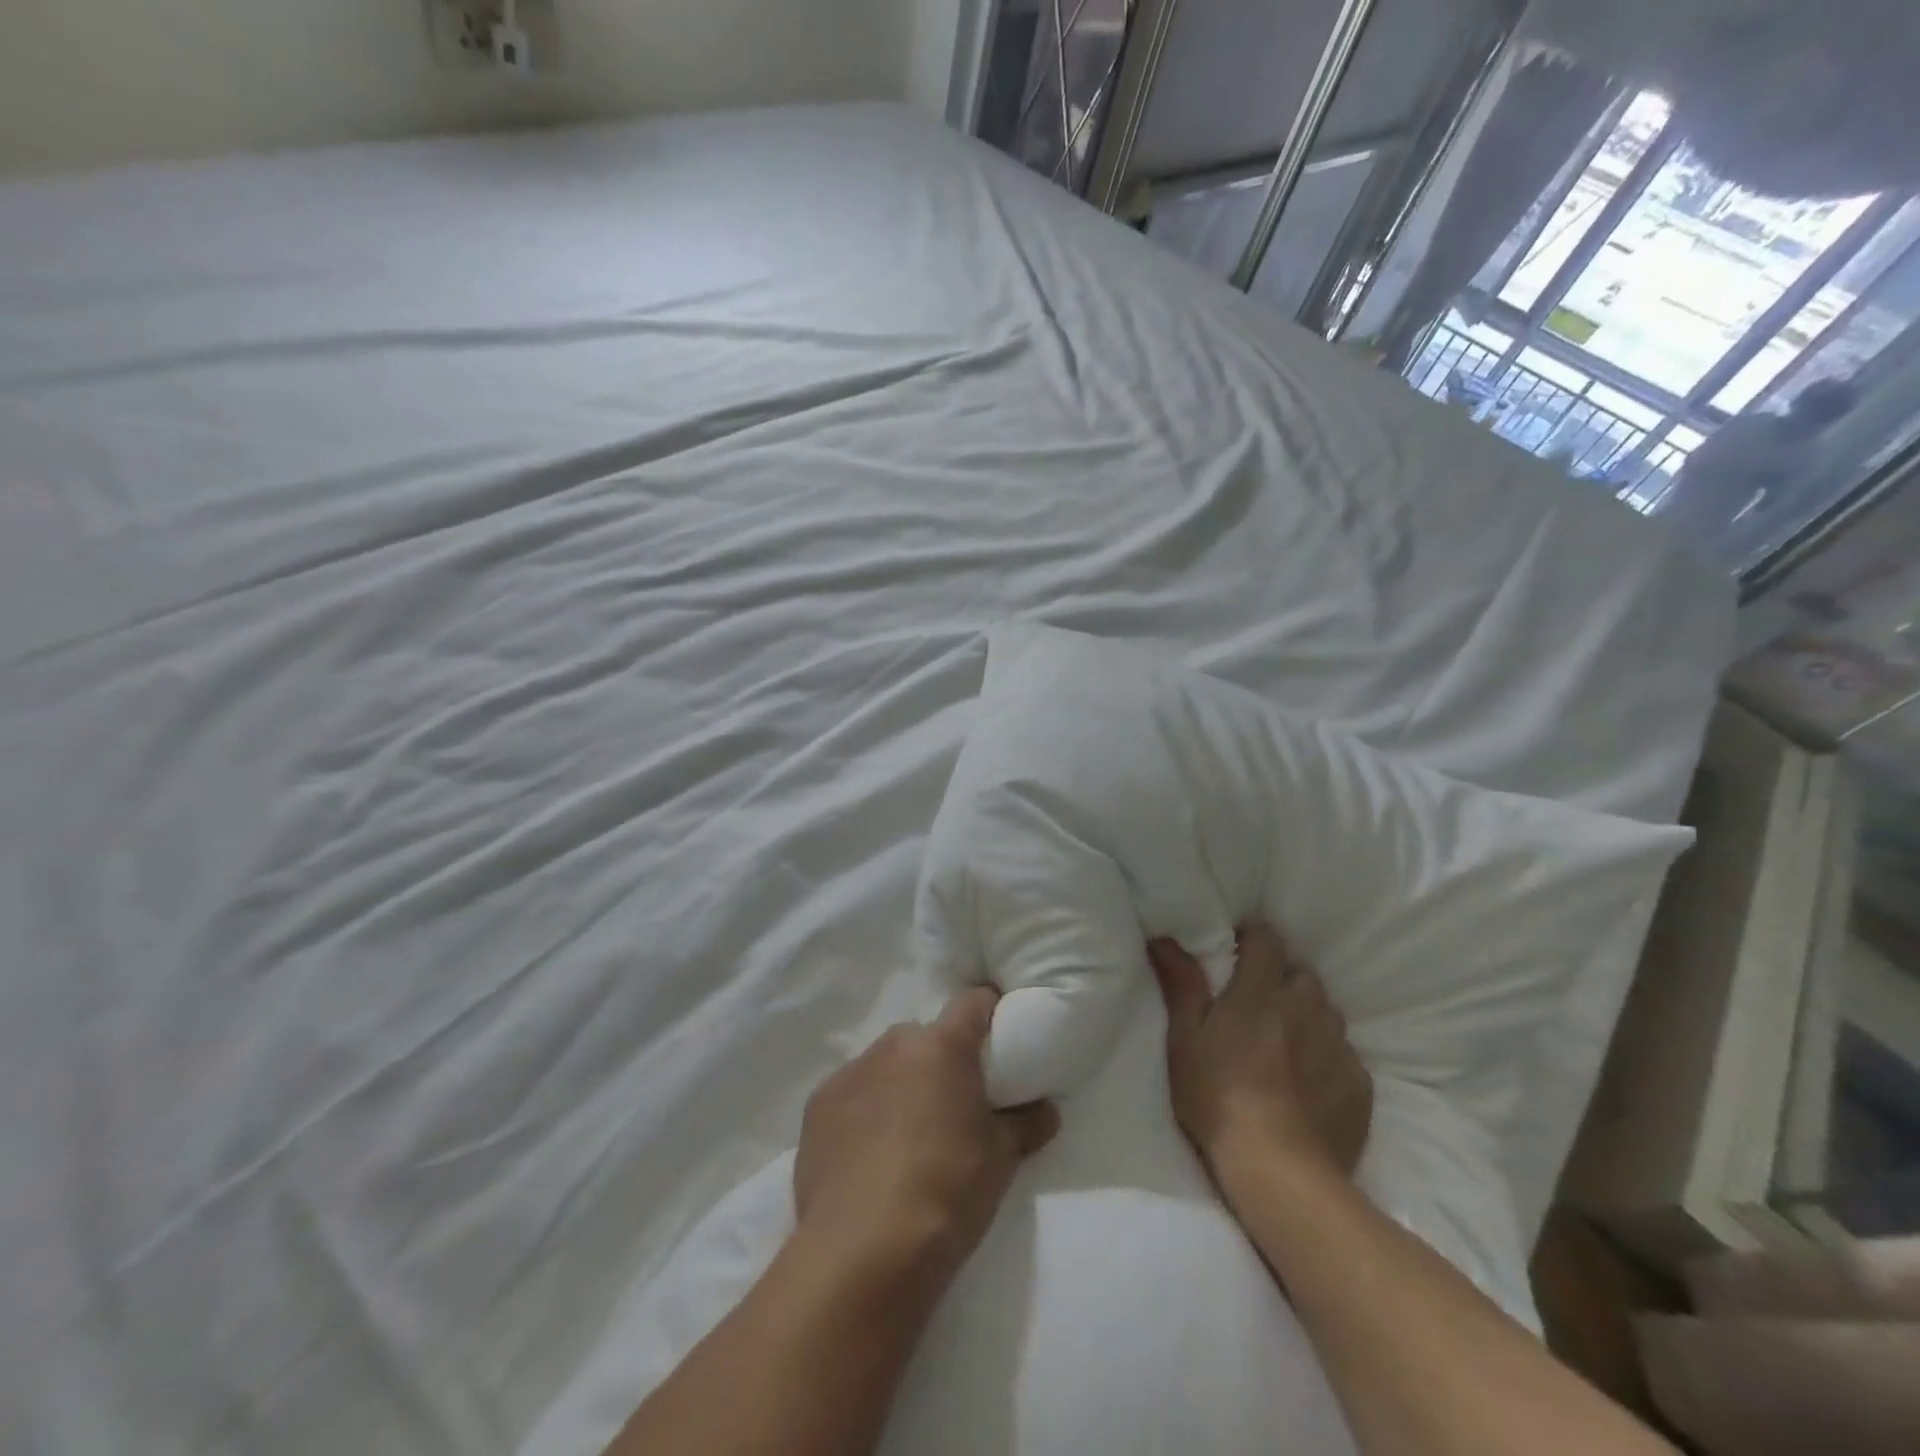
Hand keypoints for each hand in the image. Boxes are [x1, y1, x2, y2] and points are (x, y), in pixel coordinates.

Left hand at [794, 988, 1059, 1285]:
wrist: (862, 1251)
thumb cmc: (947, 1192)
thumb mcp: (1000, 1160)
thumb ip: (1025, 1124)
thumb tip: (1045, 1109)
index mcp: (942, 1046)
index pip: (973, 1002)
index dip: (989, 1013)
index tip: (998, 1038)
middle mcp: (893, 1045)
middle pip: (925, 1037)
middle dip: (938, 1061)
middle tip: (951, 1105)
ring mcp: (850, 1072)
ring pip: (885, 1064)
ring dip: (899, 1084)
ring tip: (906, 1136)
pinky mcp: (817, 1105)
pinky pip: (852, 1093)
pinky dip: (864, 1110)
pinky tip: (867, 1155)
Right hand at [1150, 921, 1371, 1197]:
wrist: (1279, 1171)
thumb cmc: (1217, 1097)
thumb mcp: (1185, 1039)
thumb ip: (1181, 984)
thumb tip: (1163, 937)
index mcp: (1261, 992)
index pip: (1267, 939)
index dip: (1253, 938)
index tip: (1238, 952)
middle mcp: (1307, 1008)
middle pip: (1301, 975)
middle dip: (1283, 980)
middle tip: (1259, 1006)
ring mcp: (1338, 1046)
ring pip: (1326, 1012)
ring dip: (1308, 1017)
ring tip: (1287, 1045)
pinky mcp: (1360, 1084)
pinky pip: (1345, 1055)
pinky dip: (1328, 1058)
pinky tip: (1310, 1084)